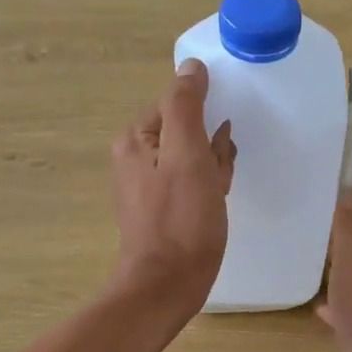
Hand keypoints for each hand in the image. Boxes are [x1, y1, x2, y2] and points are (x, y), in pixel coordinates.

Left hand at [110, 59, 235, 327]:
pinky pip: (190, 182)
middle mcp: (135, 157)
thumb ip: (186, 106)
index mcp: (136, 138)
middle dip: (211, 148)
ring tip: (216, 194)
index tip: (216, 148)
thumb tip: (191, 67)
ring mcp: (146, 184)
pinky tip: (215, 204)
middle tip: (216, 177)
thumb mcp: (187, 154)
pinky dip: (208, 188)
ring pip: (193, 158)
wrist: (166, 285)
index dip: (206, 122)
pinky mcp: (160, 208)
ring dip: (213, 169)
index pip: (178, 104)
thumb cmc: (181, 219)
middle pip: (187, 131)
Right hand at [316, 195, 351, 351]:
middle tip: (301, 237)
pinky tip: (316, 309)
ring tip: (305, 268)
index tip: (311, 210)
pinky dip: (331, 308)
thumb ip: (349, 227)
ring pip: (348, 286)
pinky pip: (343, 314)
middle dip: (334, 249)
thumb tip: (347, 189)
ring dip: (333, 278)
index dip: (337, 222)